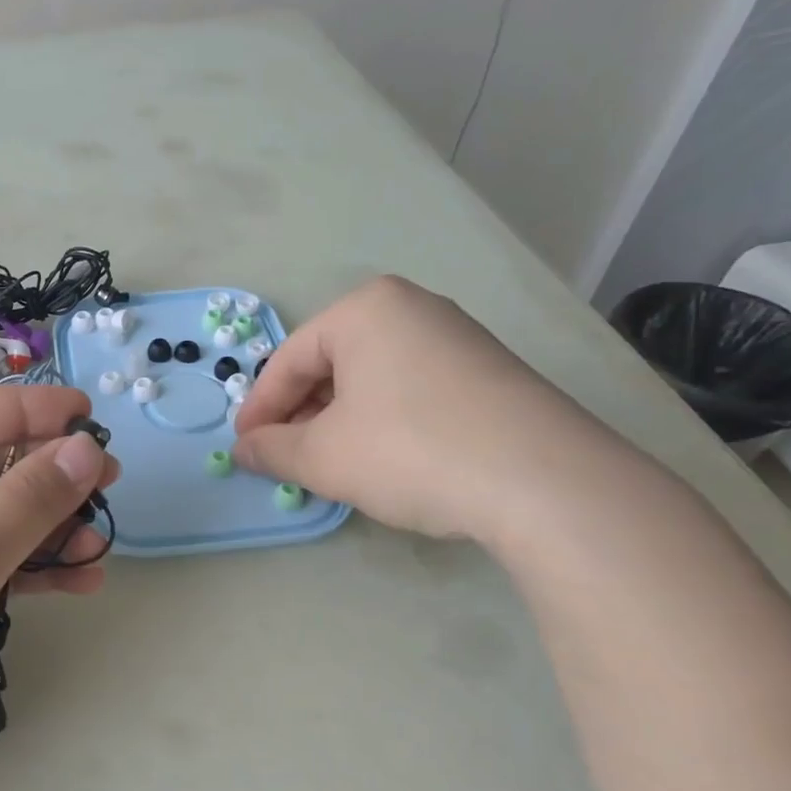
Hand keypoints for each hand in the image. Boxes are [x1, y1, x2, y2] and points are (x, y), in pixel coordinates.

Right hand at [232, 277, 620, 542]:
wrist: (546, 482)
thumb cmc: (411, 451)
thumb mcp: (323, 457)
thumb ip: (272, 450)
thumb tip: (244, 450)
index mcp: (364, 309)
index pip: (289, 360)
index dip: (260, 409)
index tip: (245, 448)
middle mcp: (412, 308)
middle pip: (331, 364)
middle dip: (301, 414)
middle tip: (286, 458)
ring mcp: (457, 337)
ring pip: (371, 377)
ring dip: (339, 420)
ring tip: (331, 463)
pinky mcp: (488, 370)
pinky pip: (411, 388)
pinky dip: (383, 420)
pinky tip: (385, 458)